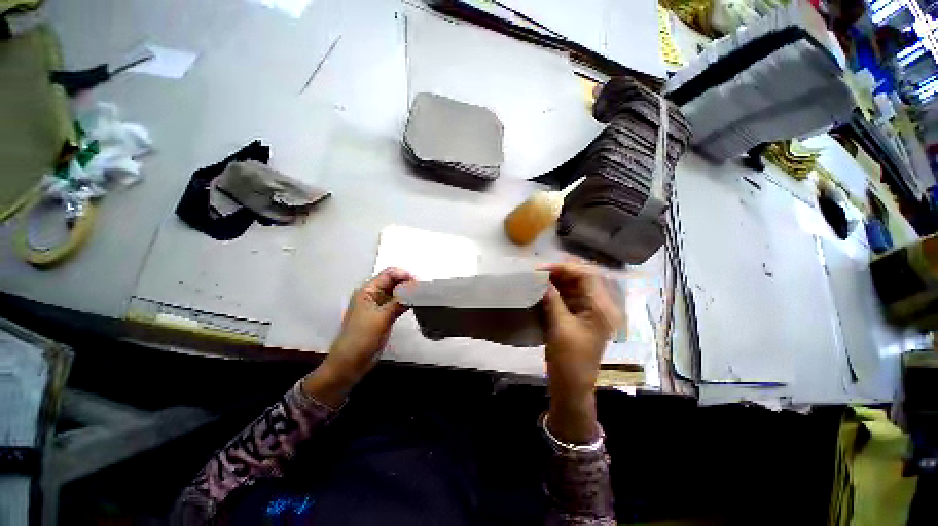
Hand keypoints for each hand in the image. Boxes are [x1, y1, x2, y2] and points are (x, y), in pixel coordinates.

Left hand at [302, 268, 413, 406]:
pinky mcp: (384, 316)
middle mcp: (373, 295)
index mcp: (367, 291)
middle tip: (423, 290)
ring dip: (408, 293)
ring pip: (396, 293)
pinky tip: (415, 304)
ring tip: (422, 295)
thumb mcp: (382, 317)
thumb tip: (415, 289)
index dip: (404, 275)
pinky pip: (397, 303)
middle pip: (393, 282)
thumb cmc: (361, 338)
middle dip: (407, 283)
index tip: (419, 283)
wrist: (350, 362)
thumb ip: (399, 301)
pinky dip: (406, 302)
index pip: (388, 274)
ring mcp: (378, 306)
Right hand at [540, 263, 622, 443]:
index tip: (543, 268)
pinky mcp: (578, 316)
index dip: (565, 268)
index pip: (587, 276)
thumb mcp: (560, 327)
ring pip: (573, 286)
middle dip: (559, 272)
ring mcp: (588, 310)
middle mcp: (598, 305)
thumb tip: (541, 279)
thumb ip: (552, 300)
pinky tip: (541, 288)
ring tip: (536, 277)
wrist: (571, 385)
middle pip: (581, 279)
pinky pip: (567, 296)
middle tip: (537, 271)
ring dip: (556, 280)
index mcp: (601, 308)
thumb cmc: (570, 359)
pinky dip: (555, 290)